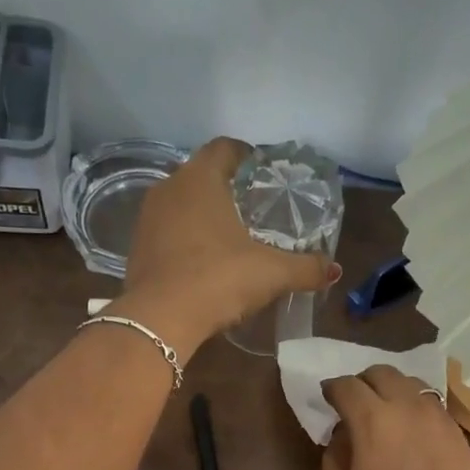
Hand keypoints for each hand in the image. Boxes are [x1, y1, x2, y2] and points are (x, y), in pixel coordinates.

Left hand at [115, 137, 336, 353]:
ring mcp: (147, 219)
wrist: (158, 320)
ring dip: (203, 215)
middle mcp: (168, 189)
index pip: (224, 148)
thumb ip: (304, 268)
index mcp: (200, 179)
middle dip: (226, 187)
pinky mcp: (137, 249)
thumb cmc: (217, 280)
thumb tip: (332, 269)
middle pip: (201, 175)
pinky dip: (185, 239)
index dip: (246, 155)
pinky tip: (203, 261)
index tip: (263, 172)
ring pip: (181, 204)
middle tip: (253, 207)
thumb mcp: (270, 273)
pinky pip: (167, 233)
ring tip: (230, 235)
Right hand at [321, 365, 469, 469]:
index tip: (326, 400)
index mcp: (373, 422)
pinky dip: (418, 413)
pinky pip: (436, 411)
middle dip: (364, 382)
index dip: (332, 389)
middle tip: (355, 404)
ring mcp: (442, 422)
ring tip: (386, 417)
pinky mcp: (462, 440)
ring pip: (415, 386)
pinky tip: (413, 438)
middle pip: (384, 373)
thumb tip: (341, 438)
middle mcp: (410, 410)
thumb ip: (334, 459)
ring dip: (394, 393)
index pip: (347, 386)